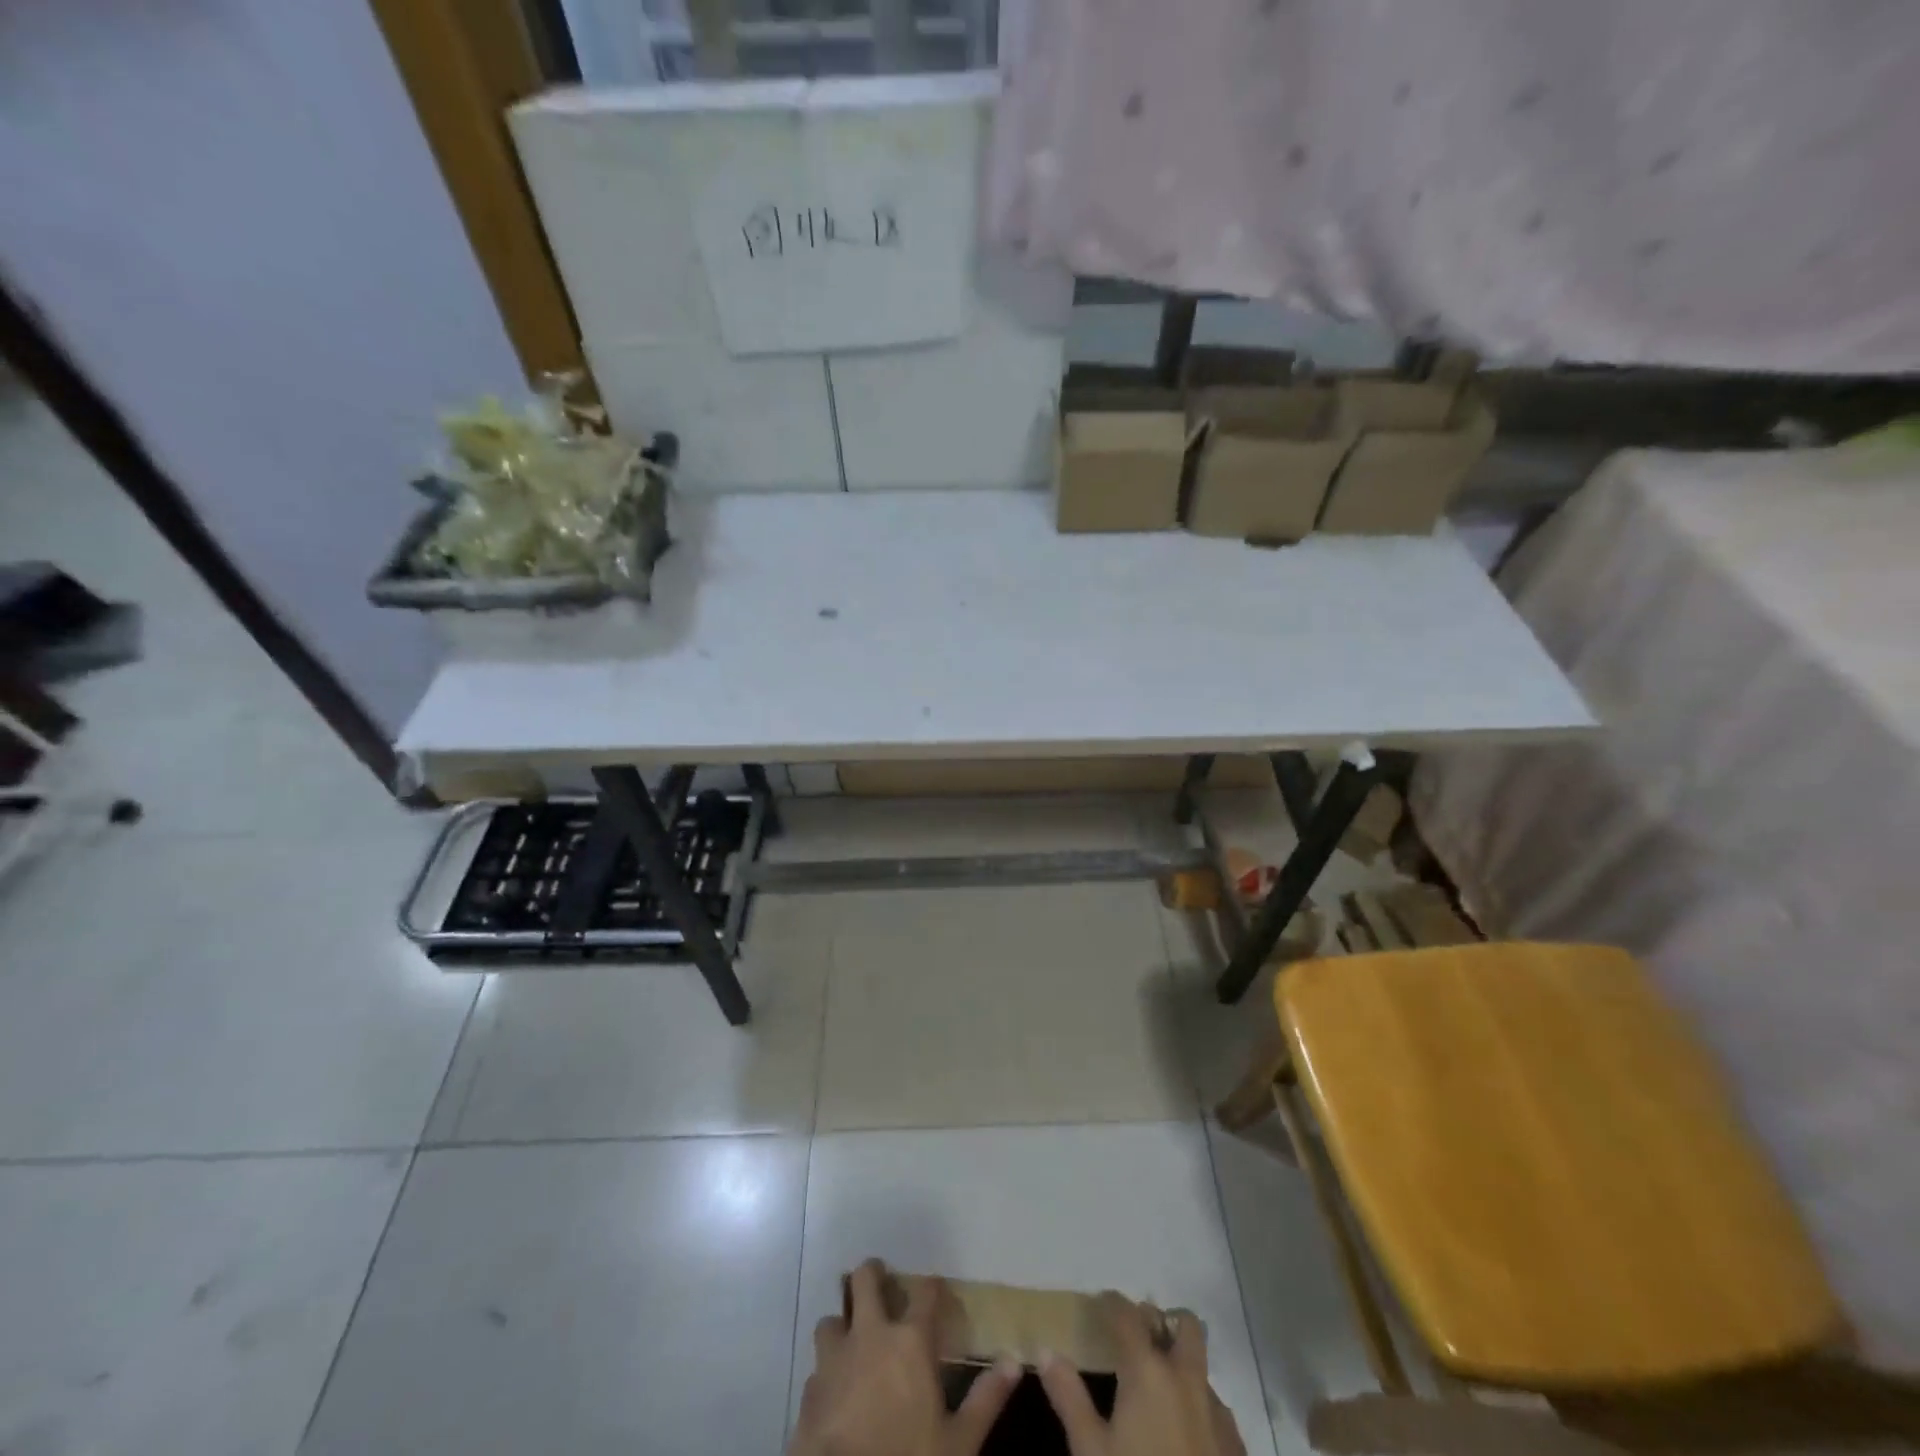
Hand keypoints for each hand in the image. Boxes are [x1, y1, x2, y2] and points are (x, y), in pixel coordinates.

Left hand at [789, 1259, 1019, 1455]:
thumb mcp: (958, 1442)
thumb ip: (986, 1399)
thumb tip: (1015, 1362)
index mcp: (909, 1341)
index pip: (925, 1293)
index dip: (932, 1287)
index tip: (936, 1288)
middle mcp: (869, 1335)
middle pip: (864, 1280)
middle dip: (872, 1274)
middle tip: (881, 1281)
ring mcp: (834, 1358)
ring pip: (832, 1319)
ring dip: (843, 1324)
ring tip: (853, 1337)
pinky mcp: (809, 1388)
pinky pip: (817, 1367)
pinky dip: (827, 1371)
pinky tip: (835, 1388)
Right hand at [1039, 1294, 1246, 1455]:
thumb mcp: (1090, 1450)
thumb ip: (1069, 1396)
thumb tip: (1045, 1350)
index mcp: (1148, 1371)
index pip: (1128, 1314)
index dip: (1112, 1302)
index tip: (1099, 1303)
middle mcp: (1187, 1379)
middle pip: (1186, 1326)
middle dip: (1164, 1322)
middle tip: (1139, 1338)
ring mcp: (1218, 1414)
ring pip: (1202, 1369)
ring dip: (1182, 1367)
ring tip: (1157, 1392)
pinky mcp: (1236, 1449)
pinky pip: (1218, 1411)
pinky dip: (1199, 1407)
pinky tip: (1183, 1436)